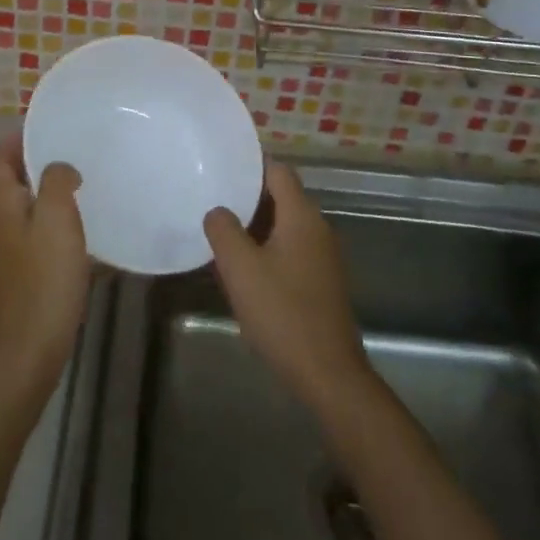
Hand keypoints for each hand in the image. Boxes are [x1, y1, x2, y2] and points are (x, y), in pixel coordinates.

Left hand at [0, 134, 90, 392]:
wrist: (26, 349)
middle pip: (4, 180)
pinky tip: (77, 235)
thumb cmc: (44, 278)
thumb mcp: (57, 218)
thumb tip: (59, 167)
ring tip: (78, 191)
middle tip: (68, 159)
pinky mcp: (13, 273)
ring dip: (41, 195)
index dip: (18, 139)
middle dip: (31, 165)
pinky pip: (27, 234)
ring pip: (17, 208)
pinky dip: (47, 224)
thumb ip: (57, 181)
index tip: (49, 131)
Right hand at [204, 162, 372, 414]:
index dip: (250, 166)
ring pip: (284, 225)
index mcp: (301, 216)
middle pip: (281, 197)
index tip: (220, 168)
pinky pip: (290, 249)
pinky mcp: (321, 281)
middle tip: (212, 199)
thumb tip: (217, 210)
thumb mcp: (240, 268)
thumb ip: (223, 230)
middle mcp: (317, 228)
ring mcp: (322, 256)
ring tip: (220, 232)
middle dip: (247, 196)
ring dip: (255, 225)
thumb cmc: (282, 313)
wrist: (327, 373)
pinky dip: (267, 248)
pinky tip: (243, 268)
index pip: (278, 171)